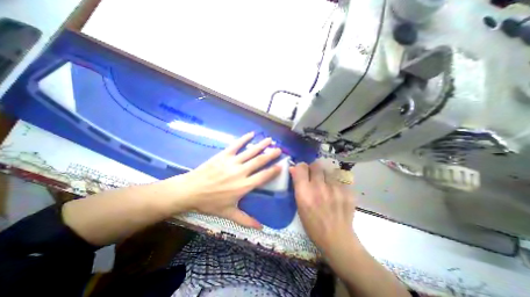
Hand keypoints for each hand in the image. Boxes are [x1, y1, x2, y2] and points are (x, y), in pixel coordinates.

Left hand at [164, 133, 283, 229]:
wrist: (191, 190)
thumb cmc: (210, 203)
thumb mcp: (228, 213)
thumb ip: (246, 220)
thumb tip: (261, 228)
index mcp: (244, 186)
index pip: (263, 176)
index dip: (274, 170)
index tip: (282, 165)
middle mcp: (241, 172)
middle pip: (259, 161)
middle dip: (271, 154)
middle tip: (279, 149)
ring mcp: (232, 162)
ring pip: (250, 152)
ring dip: (261, 145)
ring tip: (270, 139)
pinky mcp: (224, 155)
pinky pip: (236, 145)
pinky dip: (244, 139)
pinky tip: (251, 134)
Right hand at [289, 162, 354, 251]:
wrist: (337, 239)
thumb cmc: (313, 225)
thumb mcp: (299, 206)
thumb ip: (297, 186)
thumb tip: (293, 169)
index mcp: (304, 193)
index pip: (301, 167)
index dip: (300, 167)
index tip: (302, 172)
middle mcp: (319, 187)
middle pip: (316, 165)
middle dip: (313, 169)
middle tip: (314, 177)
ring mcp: (335, 189)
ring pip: (328, 171)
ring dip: (325, 176)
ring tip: (326, 186)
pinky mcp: (348, 192)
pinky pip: (339, 180)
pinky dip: (335, 183)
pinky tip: (336, 194)